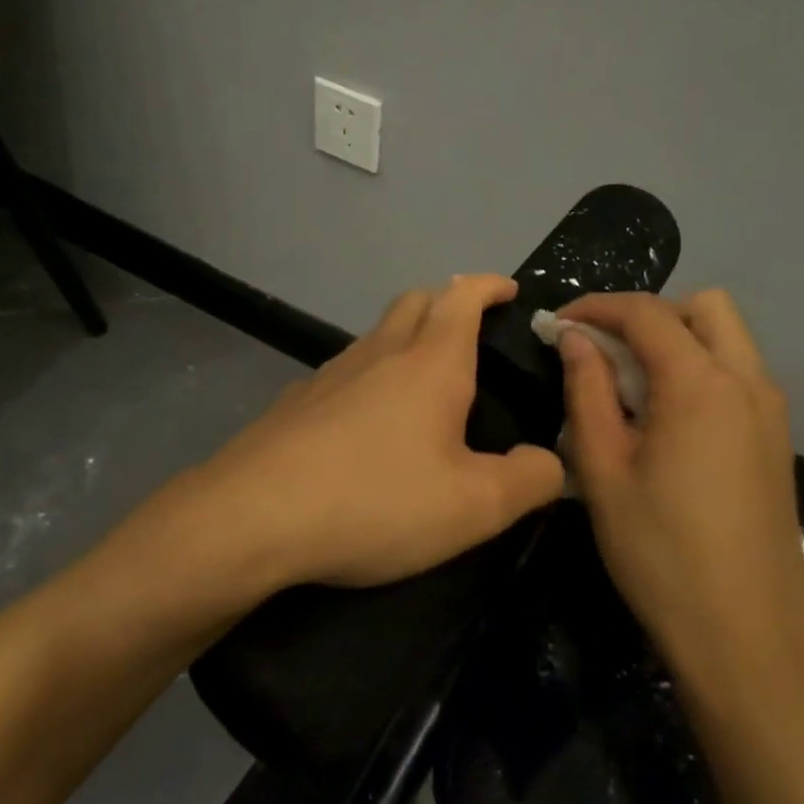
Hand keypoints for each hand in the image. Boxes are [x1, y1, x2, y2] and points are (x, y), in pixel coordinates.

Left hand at [178, 275, 564, 589]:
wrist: (252, 517)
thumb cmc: (376, 499)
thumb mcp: (474, 506)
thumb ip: (529, 480)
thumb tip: (551, 463)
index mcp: (430, 363)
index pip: (463, 296)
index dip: (489, 286)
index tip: (509, 290)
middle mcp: (379, 353)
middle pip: (415, 301)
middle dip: (447, 300)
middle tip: (470, 327)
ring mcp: (330, 373)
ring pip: (377, 334)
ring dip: (406, 335)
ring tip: (425, 376)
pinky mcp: (296, 403)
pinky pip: (345, 371)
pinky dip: (370, 375)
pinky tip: (368, 421)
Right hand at [557, 290, 803, 679]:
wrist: (745, 635)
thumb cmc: (660, 553)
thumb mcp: (604, 470)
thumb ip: (587, 392)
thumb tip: (575, 339)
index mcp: (701, 385)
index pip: (647, 313)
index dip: (596, 307)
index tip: (557, 325)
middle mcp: (748, 382)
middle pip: (704, 307)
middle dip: (648, 315)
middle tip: (605, 352)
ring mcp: (772, 411)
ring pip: (727, 338)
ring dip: (678, 340)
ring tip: (632, 386)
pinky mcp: (777, 439)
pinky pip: (739, 374)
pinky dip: (701, 369)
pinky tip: (668, 420)